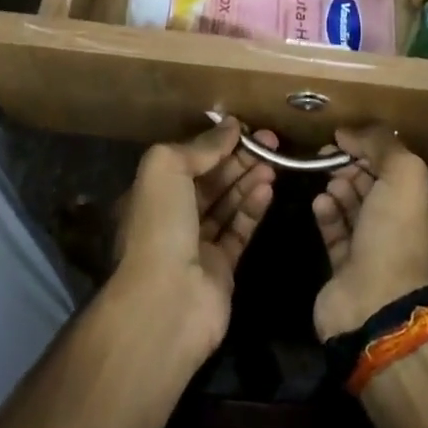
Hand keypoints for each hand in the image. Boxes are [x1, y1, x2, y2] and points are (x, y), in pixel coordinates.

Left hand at [112, 119, 275, 361]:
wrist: (167, 301)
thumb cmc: (160, 225)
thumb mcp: (167, 169)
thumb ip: (200, 146)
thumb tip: (230, 126)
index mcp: (153, 193)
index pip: (189, 160)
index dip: (216, 143)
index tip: (245, 128)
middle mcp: (173, 216)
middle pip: (212, 180)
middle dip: (239, 159)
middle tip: (271, 141)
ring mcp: (197, 244)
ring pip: (228, 204)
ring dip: (249, 180)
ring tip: (274, 162)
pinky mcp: (221, 267)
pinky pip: (240, 230)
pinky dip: (253, 208)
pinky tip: (268, 188)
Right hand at [312, 126, 427, 340]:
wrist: (375, 305)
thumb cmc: (398, 235)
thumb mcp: (404, 175)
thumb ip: (381, 144)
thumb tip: (349, 132)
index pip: (399, 173)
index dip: (374, 153)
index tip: (347, 141)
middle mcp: (406, 234)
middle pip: (375, 189)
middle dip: (353, 170)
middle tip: (330, 159)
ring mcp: (376, 254)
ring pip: (354, 210)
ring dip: (339, 189)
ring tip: (327, 182)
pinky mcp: (347, 270)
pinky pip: (335, 233)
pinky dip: (327, 214)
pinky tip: (319, 203)